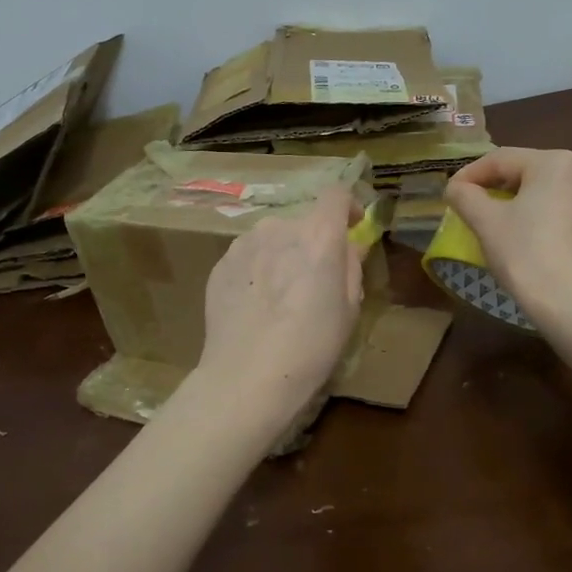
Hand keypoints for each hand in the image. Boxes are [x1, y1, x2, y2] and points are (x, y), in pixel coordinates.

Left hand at [197, 186, 363, 417]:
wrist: (246, 377)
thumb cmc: (311, 346)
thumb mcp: (349, 309)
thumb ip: (351, 267)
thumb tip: (349, 246)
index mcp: (318, 235)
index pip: (336, 194)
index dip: (346, 206)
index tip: (350, 225)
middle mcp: (279, 227)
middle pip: (302, 222)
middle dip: (312, 242)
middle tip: (314, 280)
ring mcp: (245, 243)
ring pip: (273, 238)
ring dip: (282, 254)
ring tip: (281, 296)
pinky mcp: (220, 263)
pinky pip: (248, 257)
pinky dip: (258, 270)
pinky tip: (256, 306)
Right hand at [445, 148, 571, 321]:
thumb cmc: (527, 255)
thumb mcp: (486, 222)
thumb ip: (466, 196)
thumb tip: (457, 188)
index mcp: (556, 163)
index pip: (501, 159)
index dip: (470, 175)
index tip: (451, 194)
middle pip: (531, 175)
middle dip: (500, 190)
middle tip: (476, 211)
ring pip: (554, 197)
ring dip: (527, 207)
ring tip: (507, 230)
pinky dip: (552, 226)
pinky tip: (539, 249)